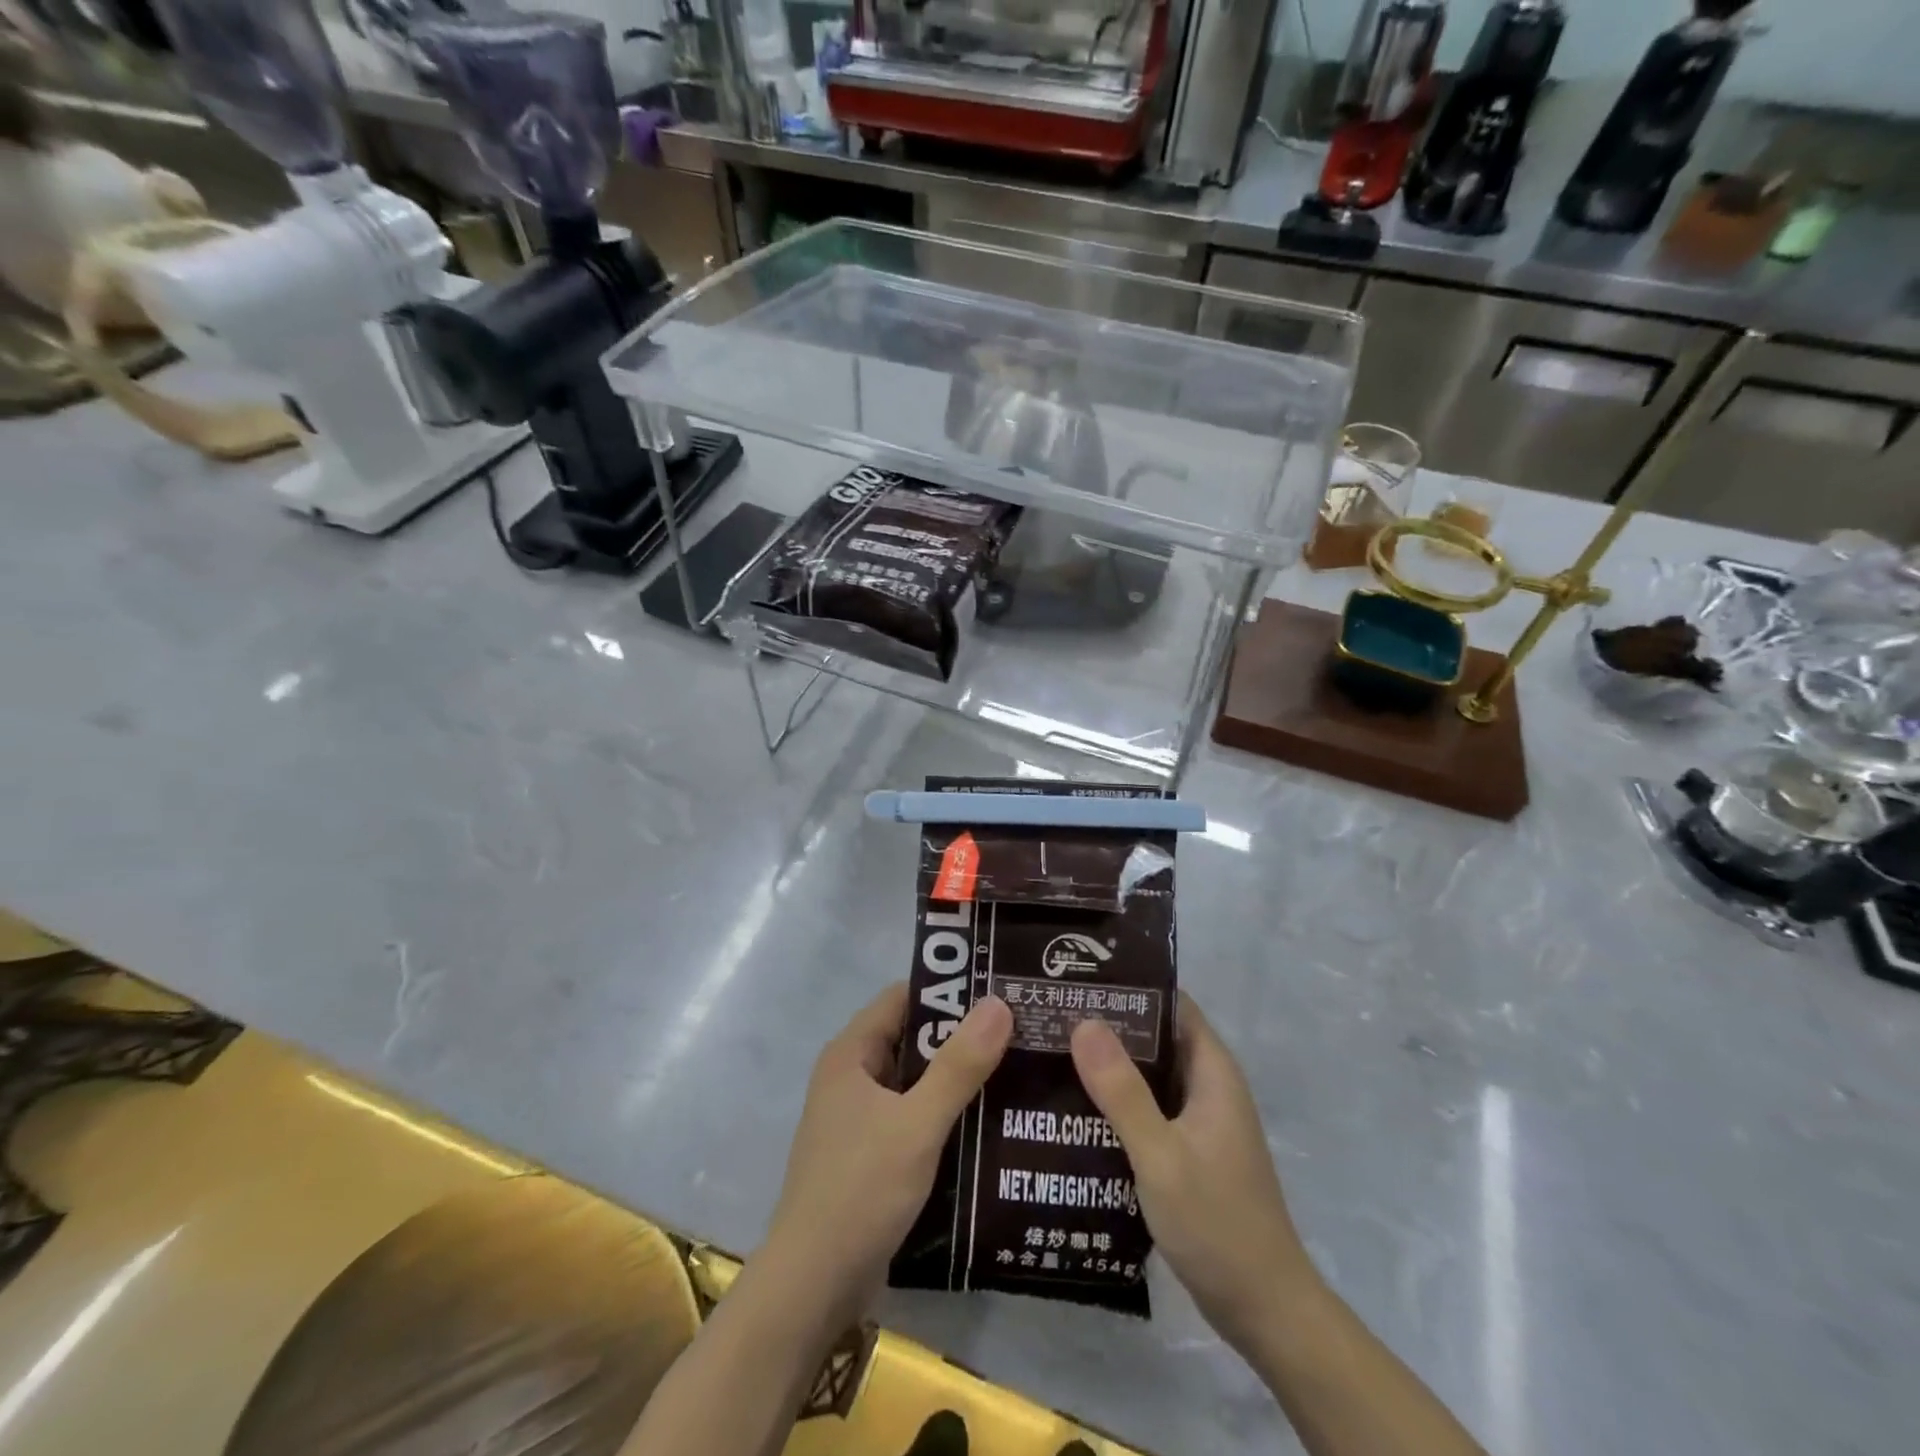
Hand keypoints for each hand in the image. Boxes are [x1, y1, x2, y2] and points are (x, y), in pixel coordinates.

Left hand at [764, 982, 1011, 1322]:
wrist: (812, 1286)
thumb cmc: (860, 1190)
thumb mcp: (916, 1124)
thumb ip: (959, 1065)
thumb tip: (998, 1003)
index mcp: (851, 1054)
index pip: (903, 998)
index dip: (948, 989)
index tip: (997, 989)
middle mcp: (853, 1076)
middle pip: (912, 1038)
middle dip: (960, 1035)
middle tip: (1019, 1029)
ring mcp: (860, 1118)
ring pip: (916, 1081)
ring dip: (957, 1077)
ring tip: (1016, 1069)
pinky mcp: (872, 1154)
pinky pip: (914, 1116)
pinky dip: (946, 1114)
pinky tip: (990, 1122)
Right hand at [1071, 993, 1317, 1357]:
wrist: (1264, 1311)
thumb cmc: (1217, 1224)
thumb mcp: (1161, 1155)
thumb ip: (1123, 1091)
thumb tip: (1084, 1021)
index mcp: (1213, 1072)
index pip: (1172, 1005)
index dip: (1131, 987)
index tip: (1080, 979)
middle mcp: (1208, 1086)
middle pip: (1157, 1037)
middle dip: (1110, 1024)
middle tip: (1053, 1013)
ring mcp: (1200, 1121)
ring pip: (1150, 1075)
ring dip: (1110, 1064)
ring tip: (1052, 1051)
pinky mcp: (1188, 1150)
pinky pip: (1149, 1108)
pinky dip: (1118, 1100)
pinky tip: (1075, 1106)